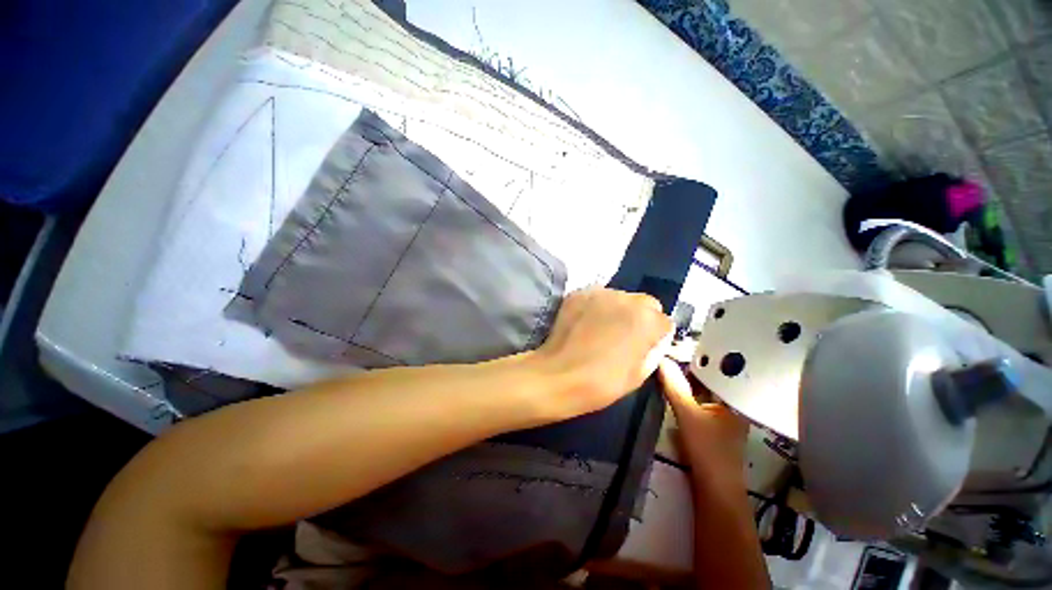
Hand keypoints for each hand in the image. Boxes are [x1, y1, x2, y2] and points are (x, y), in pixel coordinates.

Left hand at [530, 288, 671, 420]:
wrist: (558, 376)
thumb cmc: (603, 382)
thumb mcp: (640, 374)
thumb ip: (653, 350)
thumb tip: (653, 340)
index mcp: (647, 320)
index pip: (664, 322)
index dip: (655, 336)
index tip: (643, 347)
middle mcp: (627, 299)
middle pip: (645, 303)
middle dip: (641, 318)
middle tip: (624, 336)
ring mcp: (600, 293)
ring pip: (620, 297)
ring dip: (618, 310)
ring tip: (602, 329)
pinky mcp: (578, 293)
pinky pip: (597, 297)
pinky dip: (596, 307)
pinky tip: (586, 323)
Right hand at [658, 358, 748, 494]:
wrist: (715, 489)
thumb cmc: (708, 450)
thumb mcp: (688, 414)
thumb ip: (674, 386)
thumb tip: (661, 359)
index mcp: (735, 399)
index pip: (718, 370)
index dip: (699, 357)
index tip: (678, 346)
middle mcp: (733, 404)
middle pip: (710, 380)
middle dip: (690, 368)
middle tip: (669, 354)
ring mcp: (724, 416)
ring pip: (704, 391)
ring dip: (688, 381)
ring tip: (669, 366)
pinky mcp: (714, 425)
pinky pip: (700, 402)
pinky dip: (688, 394)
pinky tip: (674, 388)